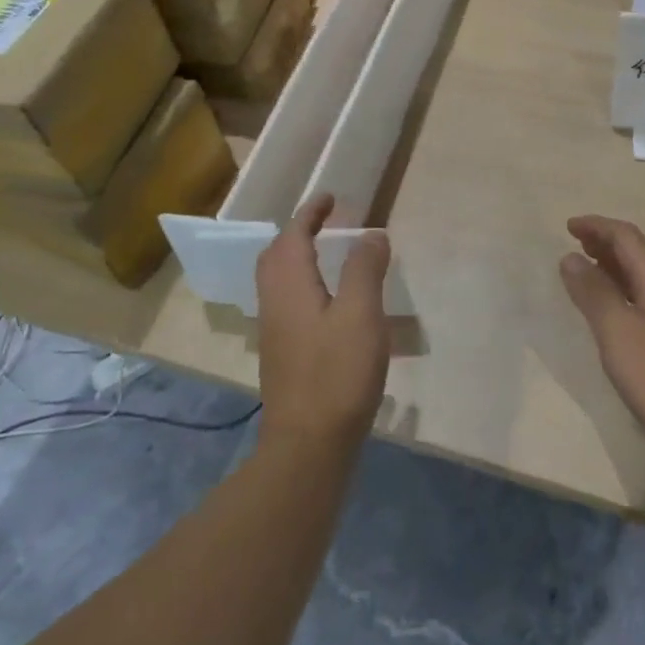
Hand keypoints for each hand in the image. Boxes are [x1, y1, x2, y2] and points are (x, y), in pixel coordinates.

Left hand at [256, 194, 392, 456]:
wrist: (308, 446)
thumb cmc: (337, 374)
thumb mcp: (361, 314)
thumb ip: (364, 269)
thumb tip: (370, 234)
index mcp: (290, 286)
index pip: (293, 236)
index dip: (310, 213)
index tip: (330, 198)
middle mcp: (274, 303)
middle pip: (276, 256)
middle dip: (298, 232)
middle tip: (326, 222)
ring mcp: (275, 331)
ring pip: (279, 280)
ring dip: (299, 257)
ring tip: (329, 253)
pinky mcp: (283, 354)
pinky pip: (288, 300)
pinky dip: (304, 282)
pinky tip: (329, 299)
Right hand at [559, 215, 644, 468]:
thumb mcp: (619, 333)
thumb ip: (594, 293)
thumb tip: (571, 257)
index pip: (628, 237)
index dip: (597, 226)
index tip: (568, 226)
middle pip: (639, 254)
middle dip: (606, 243)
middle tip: (575, 244)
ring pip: (644, 279)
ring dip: (615, 268)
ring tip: (587, 272)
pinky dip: (625, 293)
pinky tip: (614, 314)